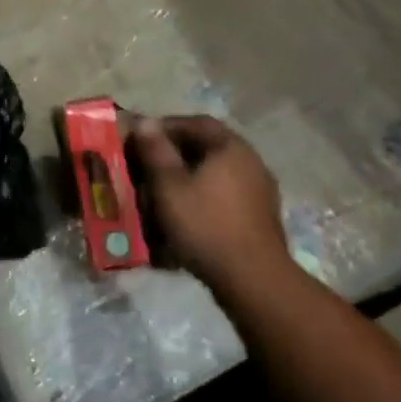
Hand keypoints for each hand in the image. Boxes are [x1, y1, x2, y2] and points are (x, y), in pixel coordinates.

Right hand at [131, 115, 290, 297]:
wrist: (253, 280)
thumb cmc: (206, 224)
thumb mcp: (169, 185)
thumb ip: (156, 151)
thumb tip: (145, 121)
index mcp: (230, 147)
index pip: (195, 122)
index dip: (165, 127)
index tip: (141, 139)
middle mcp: (250, 161)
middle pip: (206, 148)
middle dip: (174, 156)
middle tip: (147, 168)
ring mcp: (259, 191)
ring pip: (215, 174)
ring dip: (187, 180)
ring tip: (161, 196)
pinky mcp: (259, 217)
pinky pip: (224, 197)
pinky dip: (202, 200)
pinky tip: (185, 218)